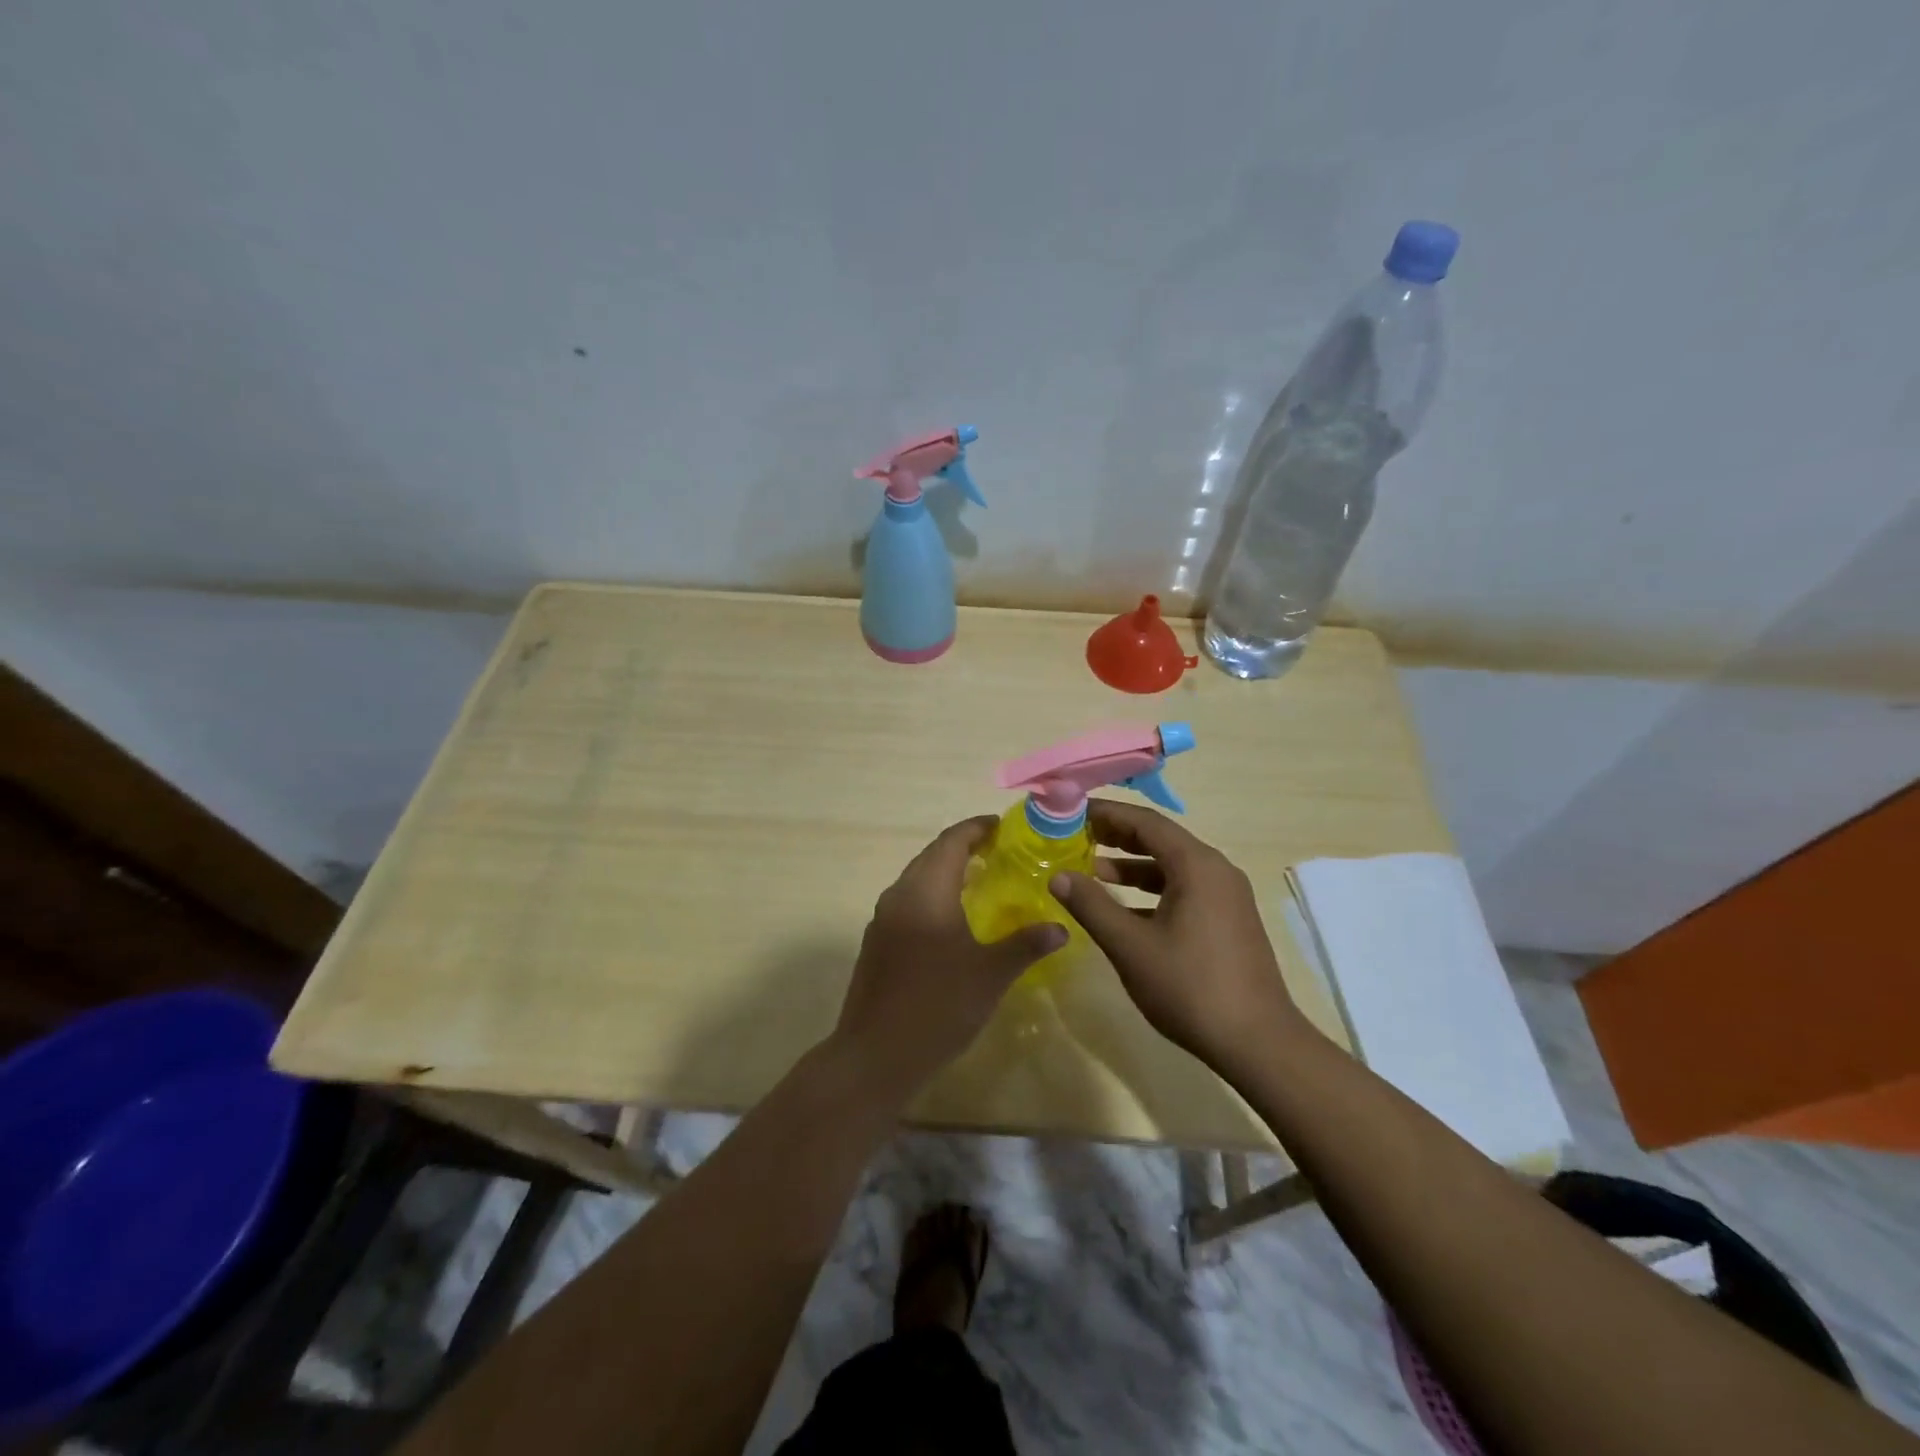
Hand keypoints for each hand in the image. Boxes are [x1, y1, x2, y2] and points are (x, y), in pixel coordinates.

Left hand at [831, 817, 1064, 1103]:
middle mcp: (900, 893)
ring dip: (947, 872)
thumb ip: (1027, 944)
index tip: (1004, 827)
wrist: (875, 1055)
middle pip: (933, 855)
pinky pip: (909, 901)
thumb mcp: (991, 974)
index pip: (952, 840)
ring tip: (983, 881)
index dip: (977, 828)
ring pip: (918, 878)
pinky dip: (933, 895)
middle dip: (964, 847)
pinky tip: (954, 920)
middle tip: (1001, 852)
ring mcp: (883, 918)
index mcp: (926, 890)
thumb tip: (1061, 927)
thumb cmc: (938, 1006)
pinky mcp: (877, 942)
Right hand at [1049, 801, 1302, 1072]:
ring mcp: (1226, 896)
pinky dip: (1151, 890)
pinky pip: (1184, 889)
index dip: (1106, 814)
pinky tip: (1124, 909)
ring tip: (1092, 871)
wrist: (1258, 1043)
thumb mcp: (1130, 946)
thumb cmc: (1190, 987)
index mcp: (1196, 865)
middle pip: (1160, 839)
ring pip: (1171, 866)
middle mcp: (1216, 870)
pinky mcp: (1228, 920)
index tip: (1071, 814)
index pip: (1145, 821)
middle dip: (1116, 836)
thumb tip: (1058, 876)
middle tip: (1075, 837)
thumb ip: (1092, 906)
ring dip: (1132, 865)